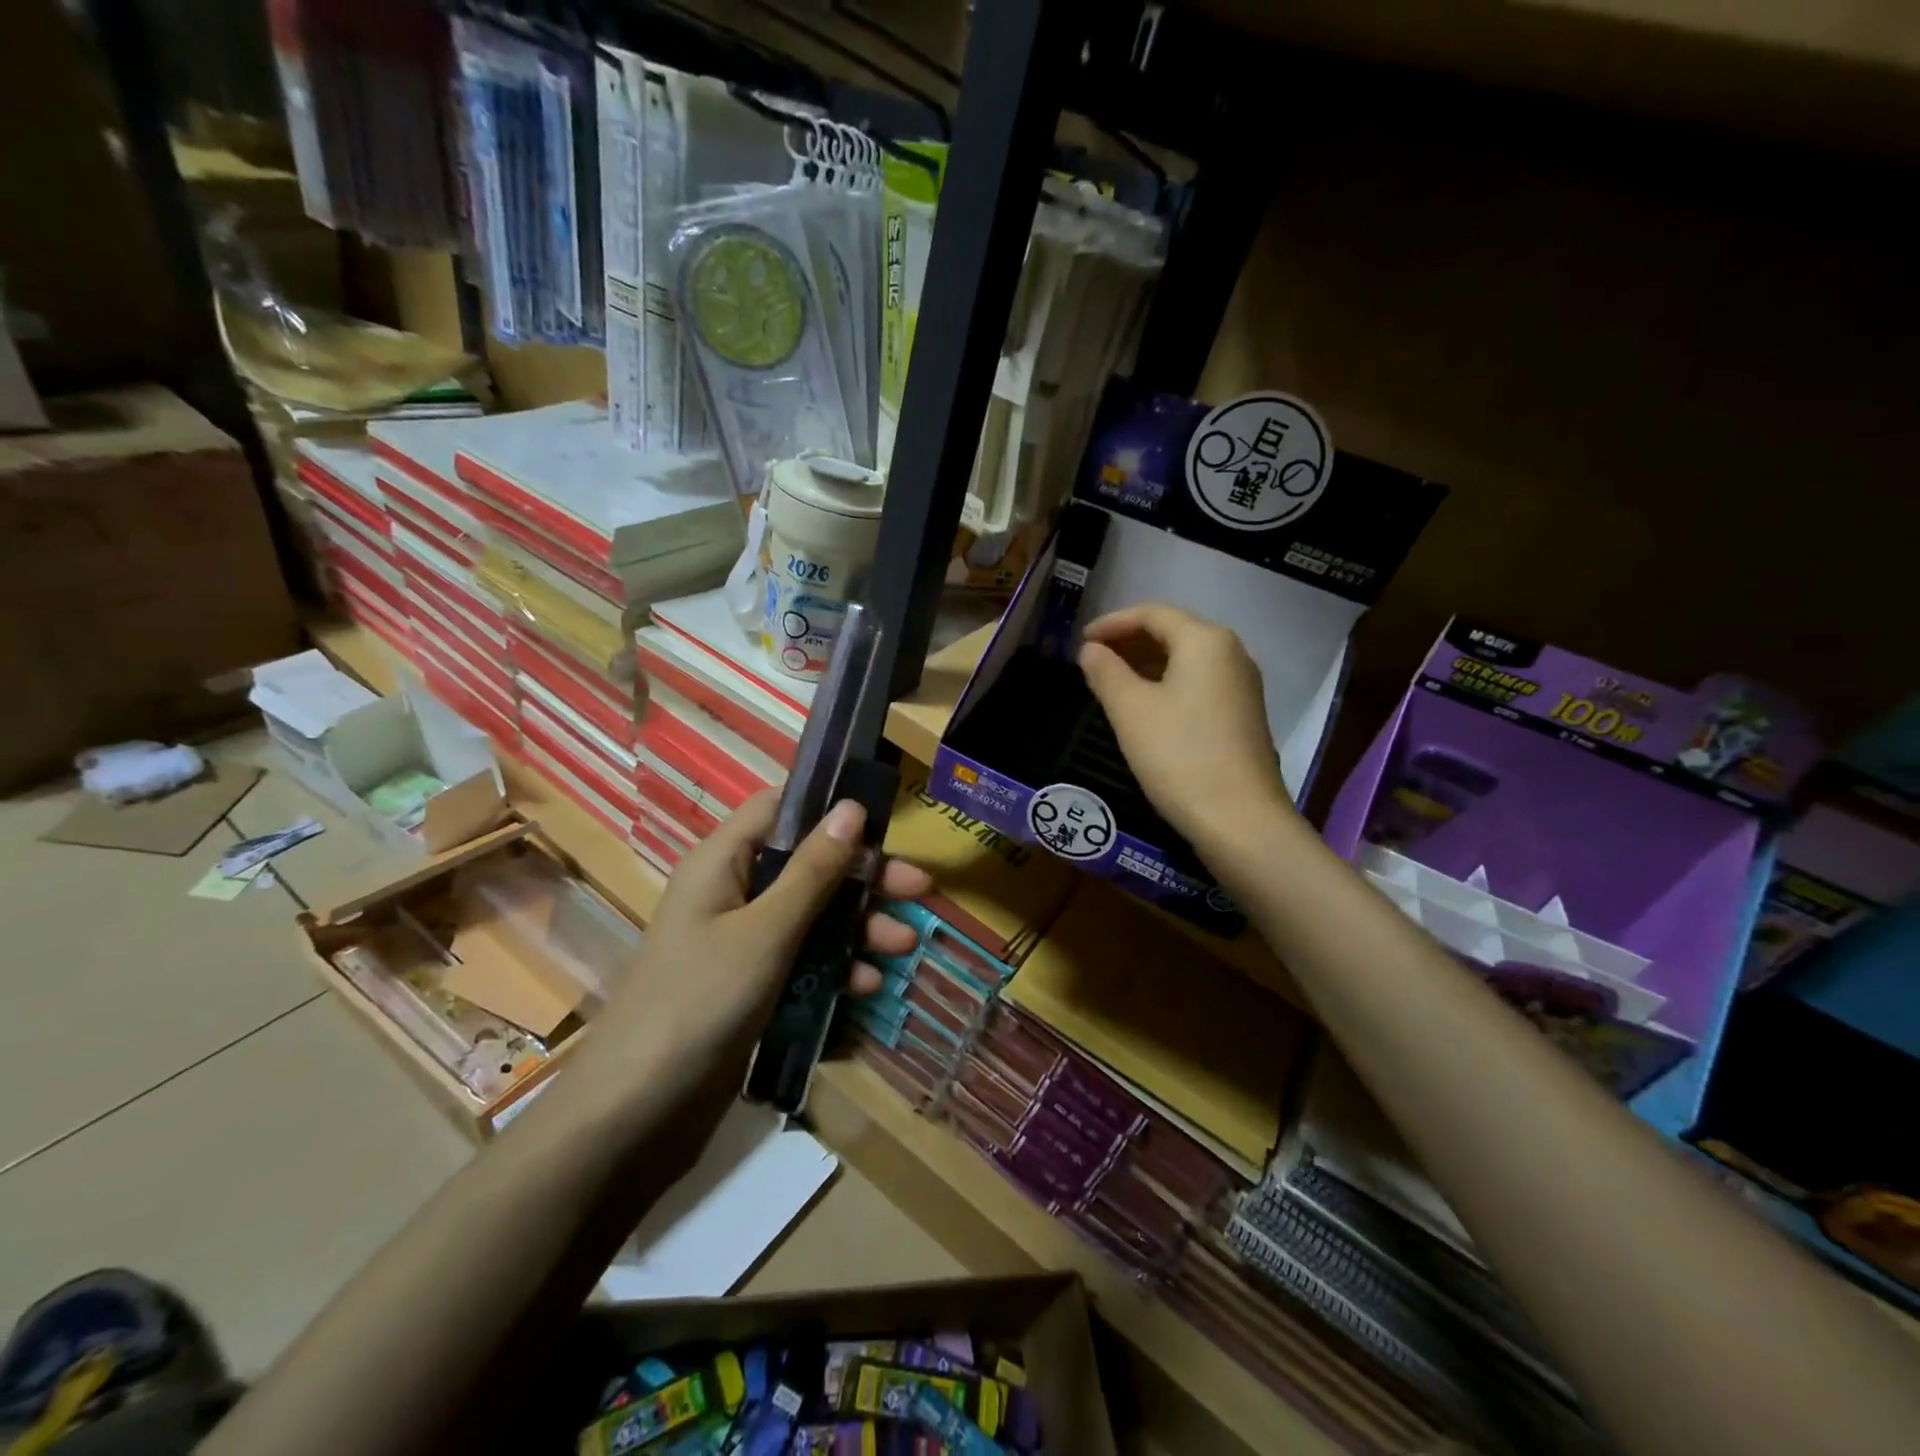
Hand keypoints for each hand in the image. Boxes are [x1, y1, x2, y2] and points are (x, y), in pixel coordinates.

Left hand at [592, 790, 930, 1113]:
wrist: (632, 1118)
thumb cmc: (698, 1003)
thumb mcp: (766, 931)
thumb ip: (813, 871)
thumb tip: (851, 807)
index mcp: (722, 862)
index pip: (779, 809)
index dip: (829, 809)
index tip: (884, 823)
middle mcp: (731, 893)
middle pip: (806, 865)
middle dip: (863, 877)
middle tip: (919, 889)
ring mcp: (740, 943)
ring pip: (811, 915)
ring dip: (858, 927)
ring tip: (904, 947)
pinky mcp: (749, 987)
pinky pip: (801, 960)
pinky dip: (835, 968)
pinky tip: (868, 987)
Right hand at [1078, 603, 1293, 857]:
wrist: (1240, 820)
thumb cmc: (1179, 756)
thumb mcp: (1131, 711)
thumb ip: (1106, 672)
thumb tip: (1091, 650)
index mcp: (1205, 641)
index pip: (1153, 613)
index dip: (1112, 623)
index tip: (1081, 641)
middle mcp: (1231, 653)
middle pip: (1174, 631)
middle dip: (1130, 641)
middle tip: (1092, 659)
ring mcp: (1242, 686)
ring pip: (1186, 659)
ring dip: (1147, 663)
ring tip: (1111, 681)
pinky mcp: (1243, 716)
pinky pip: (1199, 683)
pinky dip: (1167, 683)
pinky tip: (1145, 706)